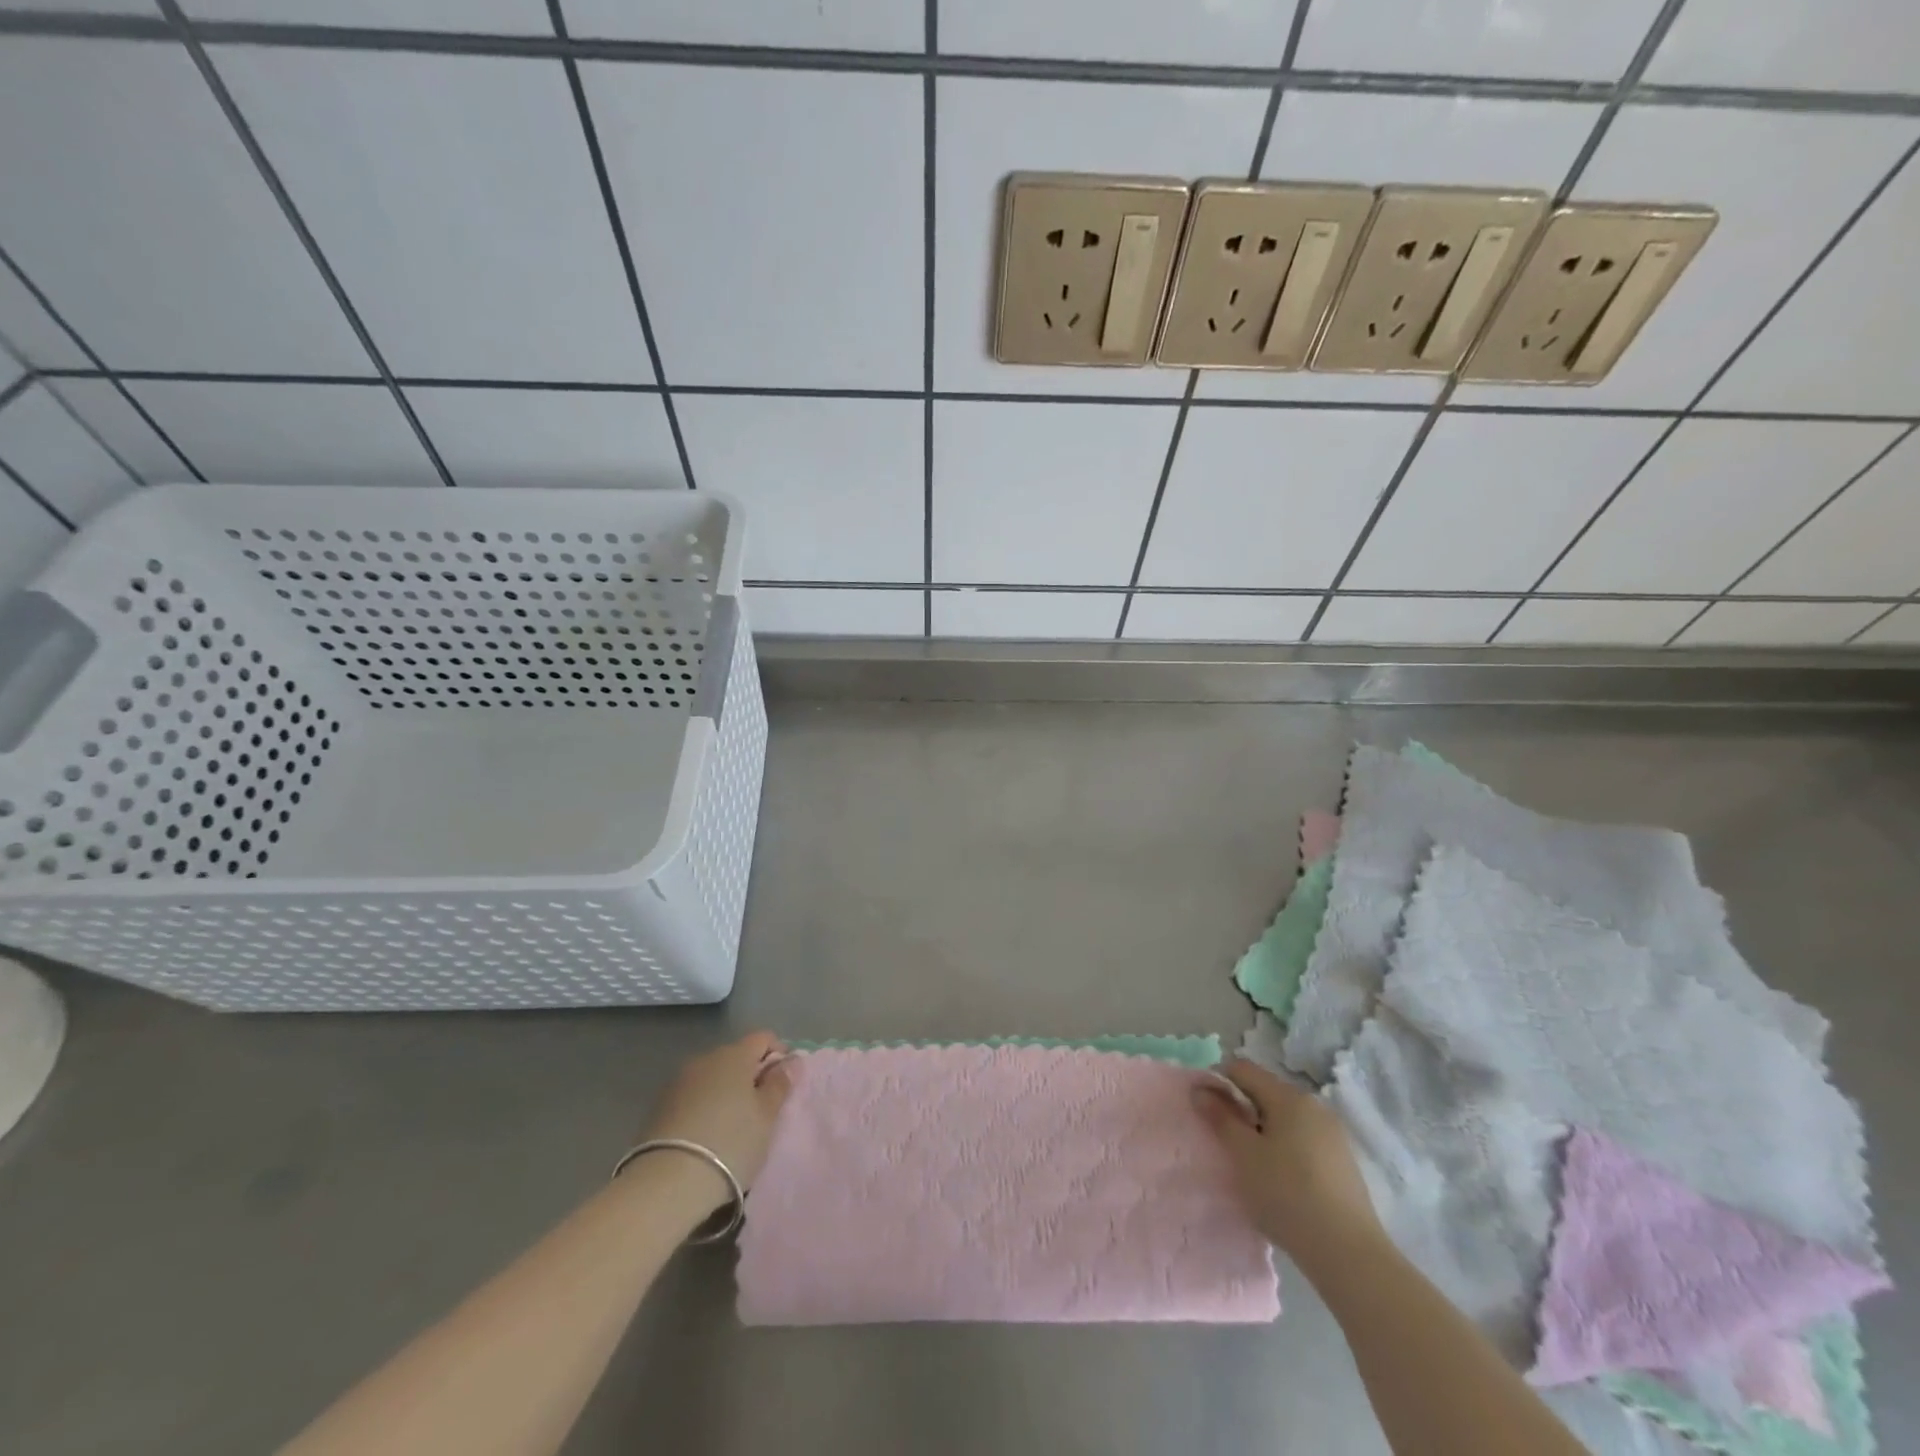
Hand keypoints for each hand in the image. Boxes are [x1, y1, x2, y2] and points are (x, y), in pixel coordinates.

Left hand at [639, 1032, 792, 1210]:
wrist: (667, 1182)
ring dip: (727, 1091)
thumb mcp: (766, 1116)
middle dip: (751, 1075)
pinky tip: (707, 1135)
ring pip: (713, 1077)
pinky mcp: (660, 1106)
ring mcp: (679, 1082)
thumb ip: (780, 1084)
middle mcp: (705, 1059)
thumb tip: (790, 1060)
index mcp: (734, 1055)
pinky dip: (705, 1106)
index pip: (763, 1038)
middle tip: (762, 1109)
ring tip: (733, 1125)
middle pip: (736, 1056)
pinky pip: (693, 1096)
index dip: (779, 1054)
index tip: (784, 1083)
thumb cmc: (731, 1142)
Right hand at [1196, 1058, 1383, 1265]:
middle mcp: (1313, 1105)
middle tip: (1226, 1142)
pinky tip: (1281, 1181)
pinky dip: (1285, 1148)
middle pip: (1265, 1092)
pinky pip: (1303, 1139)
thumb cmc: (1286, 1195)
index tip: (1206, 1112)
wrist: (1349, 1254)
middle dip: (1241, 1109)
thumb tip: (1200, 1089)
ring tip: (1252, 1164)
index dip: (1218, 1082)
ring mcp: (1333, 1134)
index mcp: (1288, 1097)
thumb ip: (1220, 1117)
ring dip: (1262, 1130)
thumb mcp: (1243, 1155)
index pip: (1243, 1069)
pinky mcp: (1343, 1161)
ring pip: (1285, 1118)